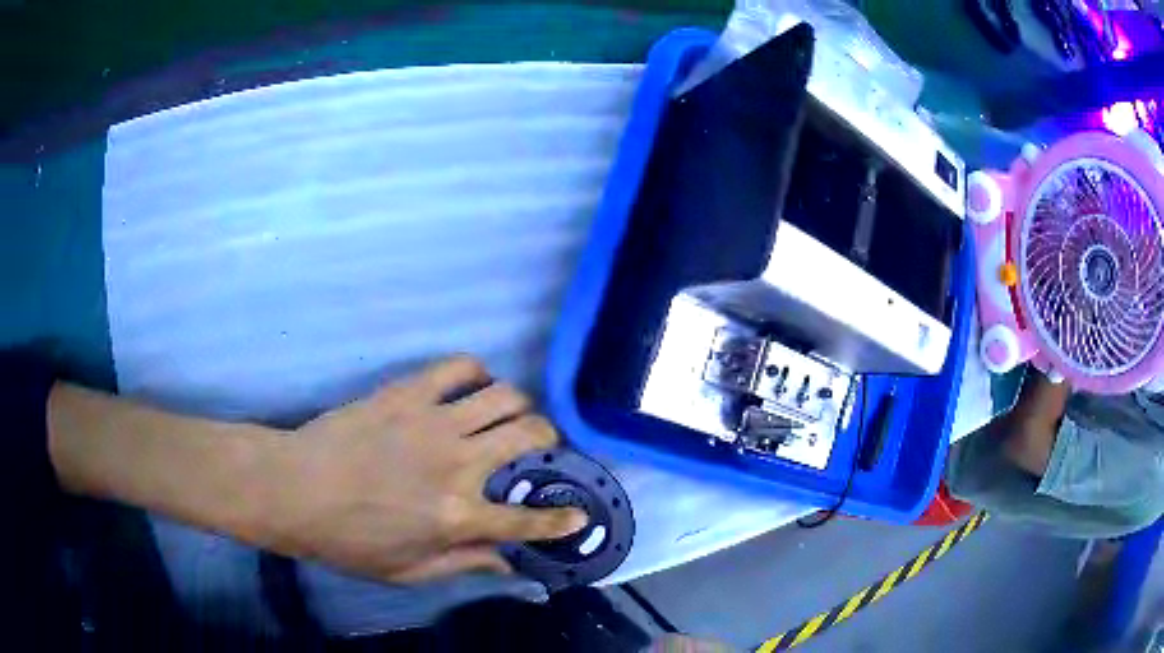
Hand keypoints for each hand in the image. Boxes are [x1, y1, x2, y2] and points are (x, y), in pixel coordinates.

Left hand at [261, 356, 586, 582]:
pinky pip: (458, 367)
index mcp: (457, 516)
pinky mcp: (407, 392)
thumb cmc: (348, 540)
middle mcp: (457, 464)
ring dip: (518, 405)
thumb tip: (506, 563)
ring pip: (505, 395)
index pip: (527, 520)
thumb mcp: (406, 571)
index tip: (578, 515)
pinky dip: (476, 373)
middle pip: (529, 435)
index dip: (562, 520)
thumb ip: (462, 566)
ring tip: (506, 417)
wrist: (294, 490)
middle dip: (548, 440)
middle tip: (538, 447)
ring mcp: (433, 422)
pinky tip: (471, 387)